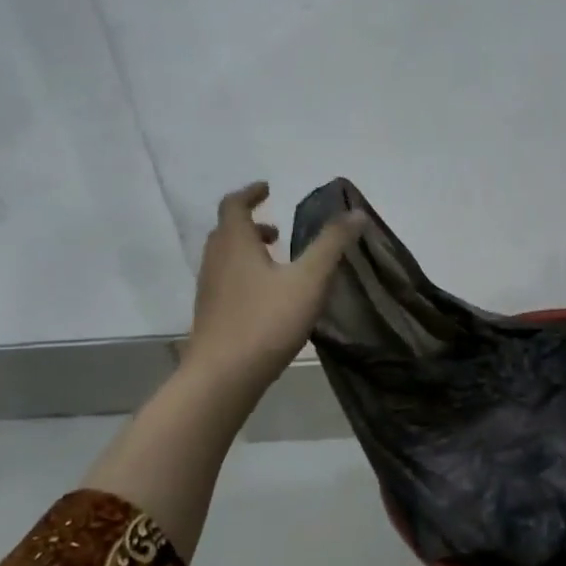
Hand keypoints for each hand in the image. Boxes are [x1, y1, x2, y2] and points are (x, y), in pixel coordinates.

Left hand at [183, 182, 365, 396]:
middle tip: (278, 231)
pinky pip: (227, 282)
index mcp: (235, 244)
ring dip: (248, 252)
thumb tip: (356, 213)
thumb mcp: (310, 280)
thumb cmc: (267, 321)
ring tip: (278, 264)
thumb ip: (332, 244)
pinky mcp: (212, 316)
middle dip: (251, 225)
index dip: (250, 193)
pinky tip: (269, 299)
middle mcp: (216, 261)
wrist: (223, 376)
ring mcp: (210, 290)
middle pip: (227, 232)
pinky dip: (245, 276)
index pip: (234, 205)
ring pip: (226, 259)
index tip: (268, 188)